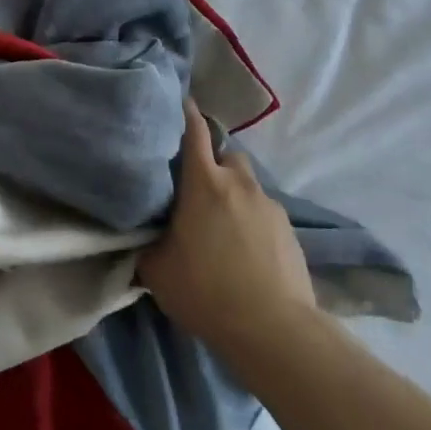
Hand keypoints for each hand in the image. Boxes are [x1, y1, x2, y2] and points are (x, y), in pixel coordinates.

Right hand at [140, 101, 318, 361]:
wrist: (274, 329)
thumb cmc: (206, 290)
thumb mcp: (156, 268)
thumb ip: (146, 240)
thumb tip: (140, 232)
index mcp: (204, 183)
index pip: (194, 131)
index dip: (184, 112)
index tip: (176, 101)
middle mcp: (239, 184)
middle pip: (226, 154)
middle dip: (210, 161)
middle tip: (190, 184)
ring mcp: (270, 206)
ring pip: (246, 183)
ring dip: (231, 191)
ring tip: (217, 220)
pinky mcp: (290, 230)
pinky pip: (262, 210)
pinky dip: (249, 216)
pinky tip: (240, 246)